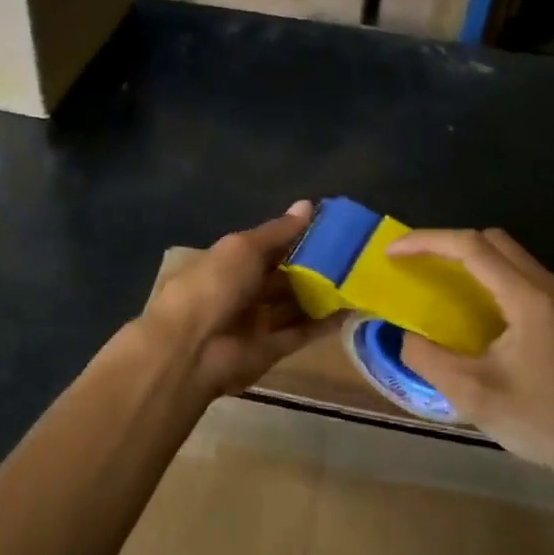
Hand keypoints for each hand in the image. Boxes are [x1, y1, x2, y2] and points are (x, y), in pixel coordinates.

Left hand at [143, 202, 340, 405]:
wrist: (192, 349)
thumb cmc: (213, 285)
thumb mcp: (243, 248)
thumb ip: (278, 231)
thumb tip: (307, 205)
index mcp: (229, 262)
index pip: (268, 247)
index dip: (296, 237)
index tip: (331, 228)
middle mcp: (243, 290)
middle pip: (284, 276)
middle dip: (314, 266)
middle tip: (354, 254)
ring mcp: (257, 321)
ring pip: (295, 304)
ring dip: (323, 294)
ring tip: (361, 279)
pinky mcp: (271, 349)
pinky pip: (302, 332)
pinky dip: (325, 323)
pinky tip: (353, 309)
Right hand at [389, 229, 553, 484]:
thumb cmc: (540, 420)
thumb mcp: (471, 393)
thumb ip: (427, 358)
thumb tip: (405, 336)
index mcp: (527, 298)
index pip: (471, 247)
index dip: (426, 242)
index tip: (392, 252)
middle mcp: (549, 287)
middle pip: (492, 241)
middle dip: (447, 244)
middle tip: (415, 263)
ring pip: (509, 257)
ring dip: (470, 259)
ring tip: (438, 280)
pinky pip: (521, 277)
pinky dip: (488, 277)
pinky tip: (473, 309)